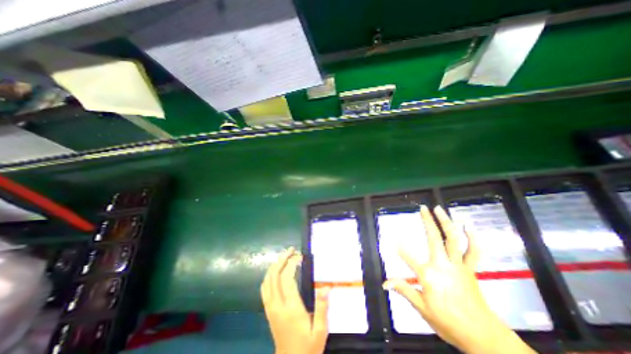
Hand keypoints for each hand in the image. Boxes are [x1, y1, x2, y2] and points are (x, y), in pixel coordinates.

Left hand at [260, 246, 329, 353]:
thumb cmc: (308, 347)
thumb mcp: (320, 330)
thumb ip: (322, 307)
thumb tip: (325, 286)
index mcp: (290, 308)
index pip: (287, 278)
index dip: (292, 263)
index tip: (300, 256)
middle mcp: (277, 304)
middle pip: (274, 275)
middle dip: (282, 259)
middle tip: (291, 250)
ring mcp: (270, 307)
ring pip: (267, 280)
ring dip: (275, 265)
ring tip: (285, 256)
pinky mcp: (268, 310)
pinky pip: (264, 288)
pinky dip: (269, 275)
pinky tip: (275, 271)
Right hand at [385, 204, 537, 353]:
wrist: (483, 337)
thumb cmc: (448, 322)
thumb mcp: (422, 308)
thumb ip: (404, 290)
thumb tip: (384, 283)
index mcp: (429, 275)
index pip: (409, 258)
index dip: (400, 249)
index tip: (393, 240)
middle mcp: (443, 265)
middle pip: (434, 239)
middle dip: (428, 221)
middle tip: (423, 208)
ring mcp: (458, 265)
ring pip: (454, 240)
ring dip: (447, 222)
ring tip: (440, 210)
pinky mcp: (470, 269)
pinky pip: (474, 252)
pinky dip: (473, 239)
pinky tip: (467, 227)